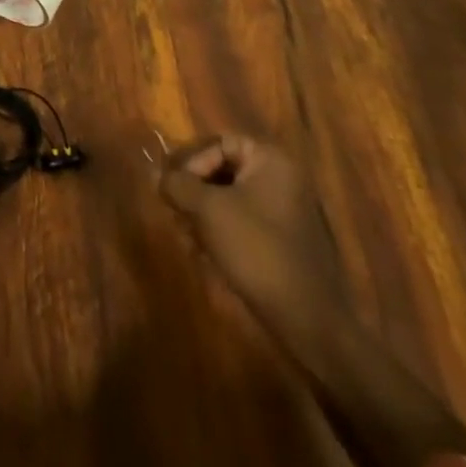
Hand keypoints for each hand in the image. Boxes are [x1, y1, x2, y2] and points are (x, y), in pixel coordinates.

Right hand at [156, 134, 334, 333]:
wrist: (311, 323)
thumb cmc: (258, 251)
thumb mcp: (209, 211)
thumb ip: (178, 185)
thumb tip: (154, 172)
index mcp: (270, 159)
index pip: (219, 143)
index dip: (192, 162)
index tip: (173, 189)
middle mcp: (281, 178)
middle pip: (223, 170)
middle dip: (195, 192)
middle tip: (176, 214)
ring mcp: (286, 211)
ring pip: (231, 199)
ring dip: (204, 215)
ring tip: (188, 239)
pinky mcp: (284, 243)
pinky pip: (245, 224)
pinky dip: (222, 234)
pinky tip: (207, 257)